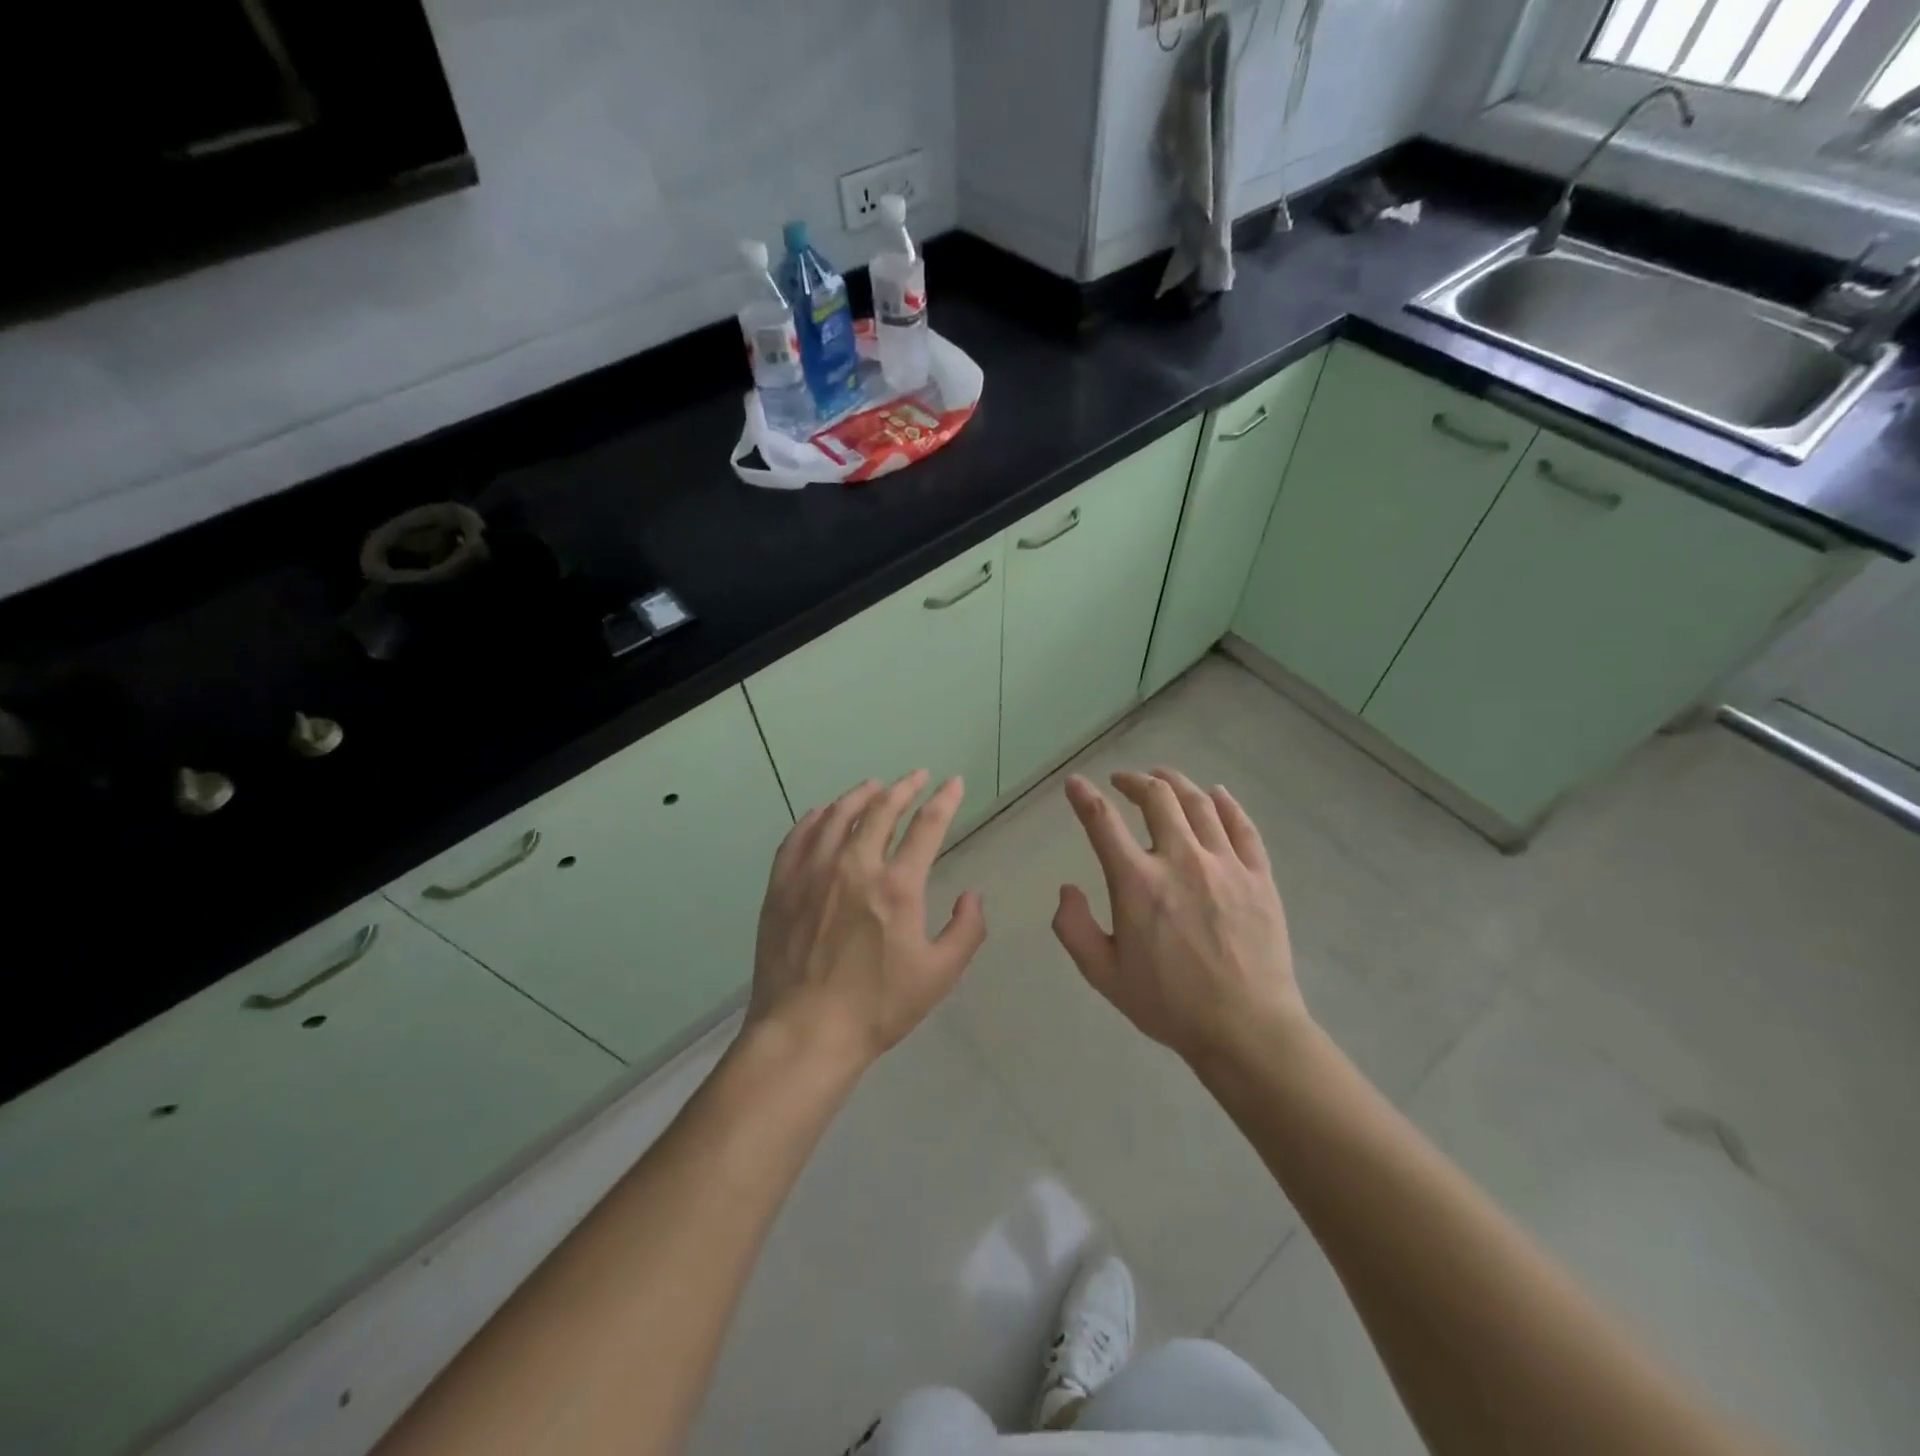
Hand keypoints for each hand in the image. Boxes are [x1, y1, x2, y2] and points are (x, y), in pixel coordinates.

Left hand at [748, 771, 986, 1072]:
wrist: (805, 1032)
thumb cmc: (877, 1007)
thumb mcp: (939, 975)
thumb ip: (966, 930)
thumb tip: (972, 895)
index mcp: (897, 886)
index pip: (927, 826)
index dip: (945, 799)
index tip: (953, 783)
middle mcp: (854, 866)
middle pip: (881, 809)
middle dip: (904, 787)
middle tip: (915, 776)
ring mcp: (813, 872)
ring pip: (838, 815)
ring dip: (861, 794)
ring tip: (873, 786)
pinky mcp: (782, 885)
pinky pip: (799, 836)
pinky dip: (816, 817)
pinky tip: (824, 813)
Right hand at [1052, 768, 1309, 1069]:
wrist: (1246, 1028)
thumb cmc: (1169, 1004)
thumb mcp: (1103, 975)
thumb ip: (1074, 928)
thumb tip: (1067, 890)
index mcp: (1137, 883)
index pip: (1103, 822)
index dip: (1084, 797)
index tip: (1075, 784)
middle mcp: (1180, 859)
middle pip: (1156, 798)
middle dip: (1134, 780)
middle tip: (1123, 781)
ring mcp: (1224, 864)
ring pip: (1199, 803)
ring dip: (1175, 783)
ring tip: (1162, 778)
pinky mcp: (1258, 876)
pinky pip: (1242, 826)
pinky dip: (1227, 803)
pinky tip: (1217, 795)